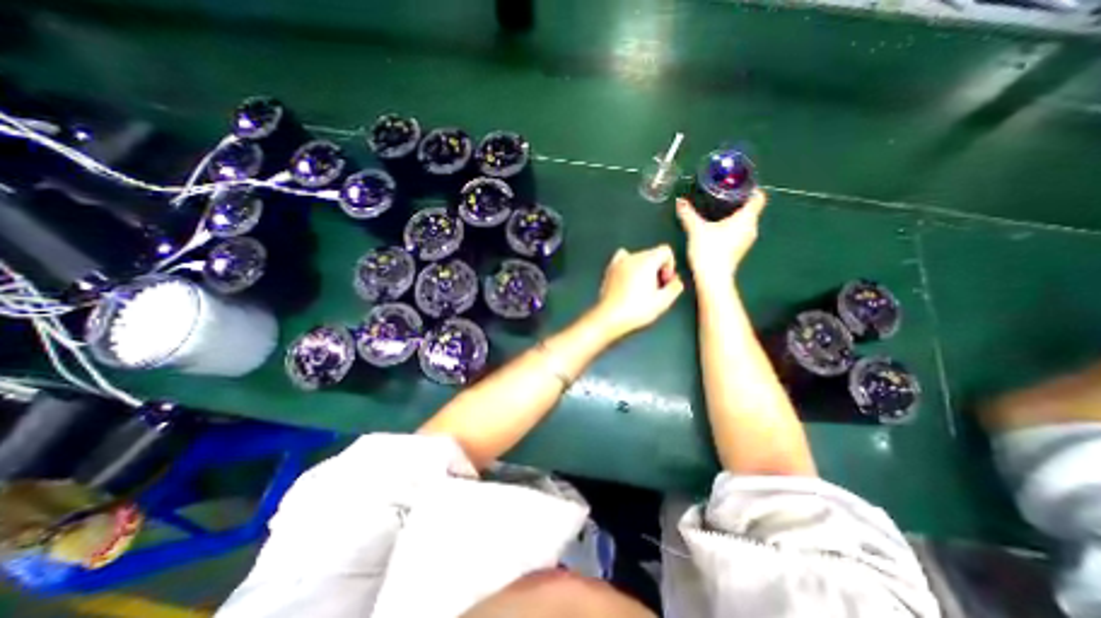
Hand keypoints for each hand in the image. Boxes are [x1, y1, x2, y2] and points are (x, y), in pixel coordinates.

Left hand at [589, 241, 684, 336]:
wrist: (610, 318)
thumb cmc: (636, 310)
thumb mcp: (663, 301)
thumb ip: (675, 287)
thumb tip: (676, 281)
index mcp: (647, 261)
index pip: (665, 251)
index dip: (670, 265)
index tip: (666, 281)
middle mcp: (632, 257)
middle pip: (651, 254)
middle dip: (657, 269)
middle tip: (656, 288)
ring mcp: (618, 263)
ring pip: (637, 258)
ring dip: (643, 269)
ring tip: (642, 287)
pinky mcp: (609, 270)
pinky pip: (622, 261)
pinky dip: (628, 268)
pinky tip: (628, 281)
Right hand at [671, 187, 766, 283]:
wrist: (713, 278)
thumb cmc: (709, 250)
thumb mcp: (696, 229)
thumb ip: (688, 214)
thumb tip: (680, 201)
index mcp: (746, 218)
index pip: (758, 197)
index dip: (750, 189)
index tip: (736, 186)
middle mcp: (751, 228)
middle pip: (751, 209)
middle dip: (738, 202)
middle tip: (720, 197)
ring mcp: (747, 241)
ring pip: (745, 222)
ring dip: (734, 216)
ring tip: (717, 212)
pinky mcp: (740, 251)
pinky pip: (739, 233)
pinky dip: (731, 228)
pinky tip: (717, 230)